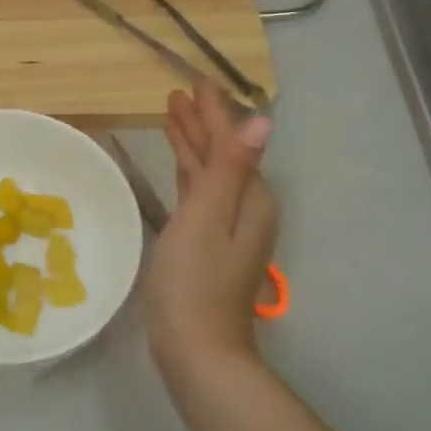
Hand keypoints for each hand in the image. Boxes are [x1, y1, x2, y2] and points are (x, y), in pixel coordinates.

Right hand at [142, 81, 277, 379]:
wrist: (195, 347)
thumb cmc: (194, 280)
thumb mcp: (207, 218)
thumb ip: (229, 168)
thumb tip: (261, 122)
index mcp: (250, 198)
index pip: (232, 142)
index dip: (213, 112)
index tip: (194, 83)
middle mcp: (245, 208)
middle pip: (222, 155)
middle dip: (201, 123)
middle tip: (177, 94)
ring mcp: (226, 228)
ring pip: (209, 173)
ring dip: (192, 145)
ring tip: (170, 117)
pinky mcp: (206, 244)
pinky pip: (199, 194)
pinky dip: (188, 173)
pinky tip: (178, 167)